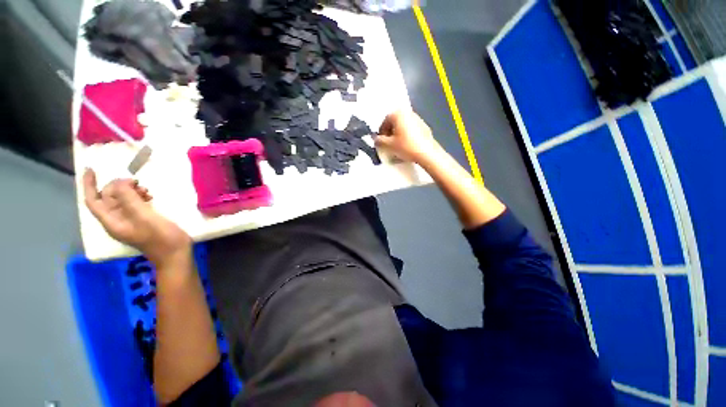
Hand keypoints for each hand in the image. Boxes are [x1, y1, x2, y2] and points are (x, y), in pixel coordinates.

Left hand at [83, 168, 190, 265]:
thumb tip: (120, 181)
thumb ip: (129, 199)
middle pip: (109, 198)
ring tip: (146, 190)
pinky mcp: (142, 220)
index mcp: (112, 221)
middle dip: (119, 187)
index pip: (93, 201)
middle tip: (137, 182)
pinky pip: (133, 204)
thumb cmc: (161, 237)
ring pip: (122, 200)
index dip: (89, 185)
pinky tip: (150, 196)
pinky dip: (139, 197)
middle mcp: (117, 220)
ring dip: (130, 191)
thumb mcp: (145, 217)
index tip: (91, 169)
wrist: (175, 253)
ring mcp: (130, 221)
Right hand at [375, 110, 442, 163]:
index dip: (381, 133)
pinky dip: (406, 136)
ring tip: (397, 146)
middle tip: (388, 144)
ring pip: (403, 126)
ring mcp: (418, 119)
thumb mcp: (388, 145)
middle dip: (389, 133)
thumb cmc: (406, 146)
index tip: (380, 142)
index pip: (385, 121)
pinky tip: (407, 146)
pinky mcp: (424, 127)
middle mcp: (408, 112)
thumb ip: (378, 141)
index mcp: (398, 113)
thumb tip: (375, 139)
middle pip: (394, 123)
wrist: (427, 153)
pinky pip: (411, 130)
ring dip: (397, 135)